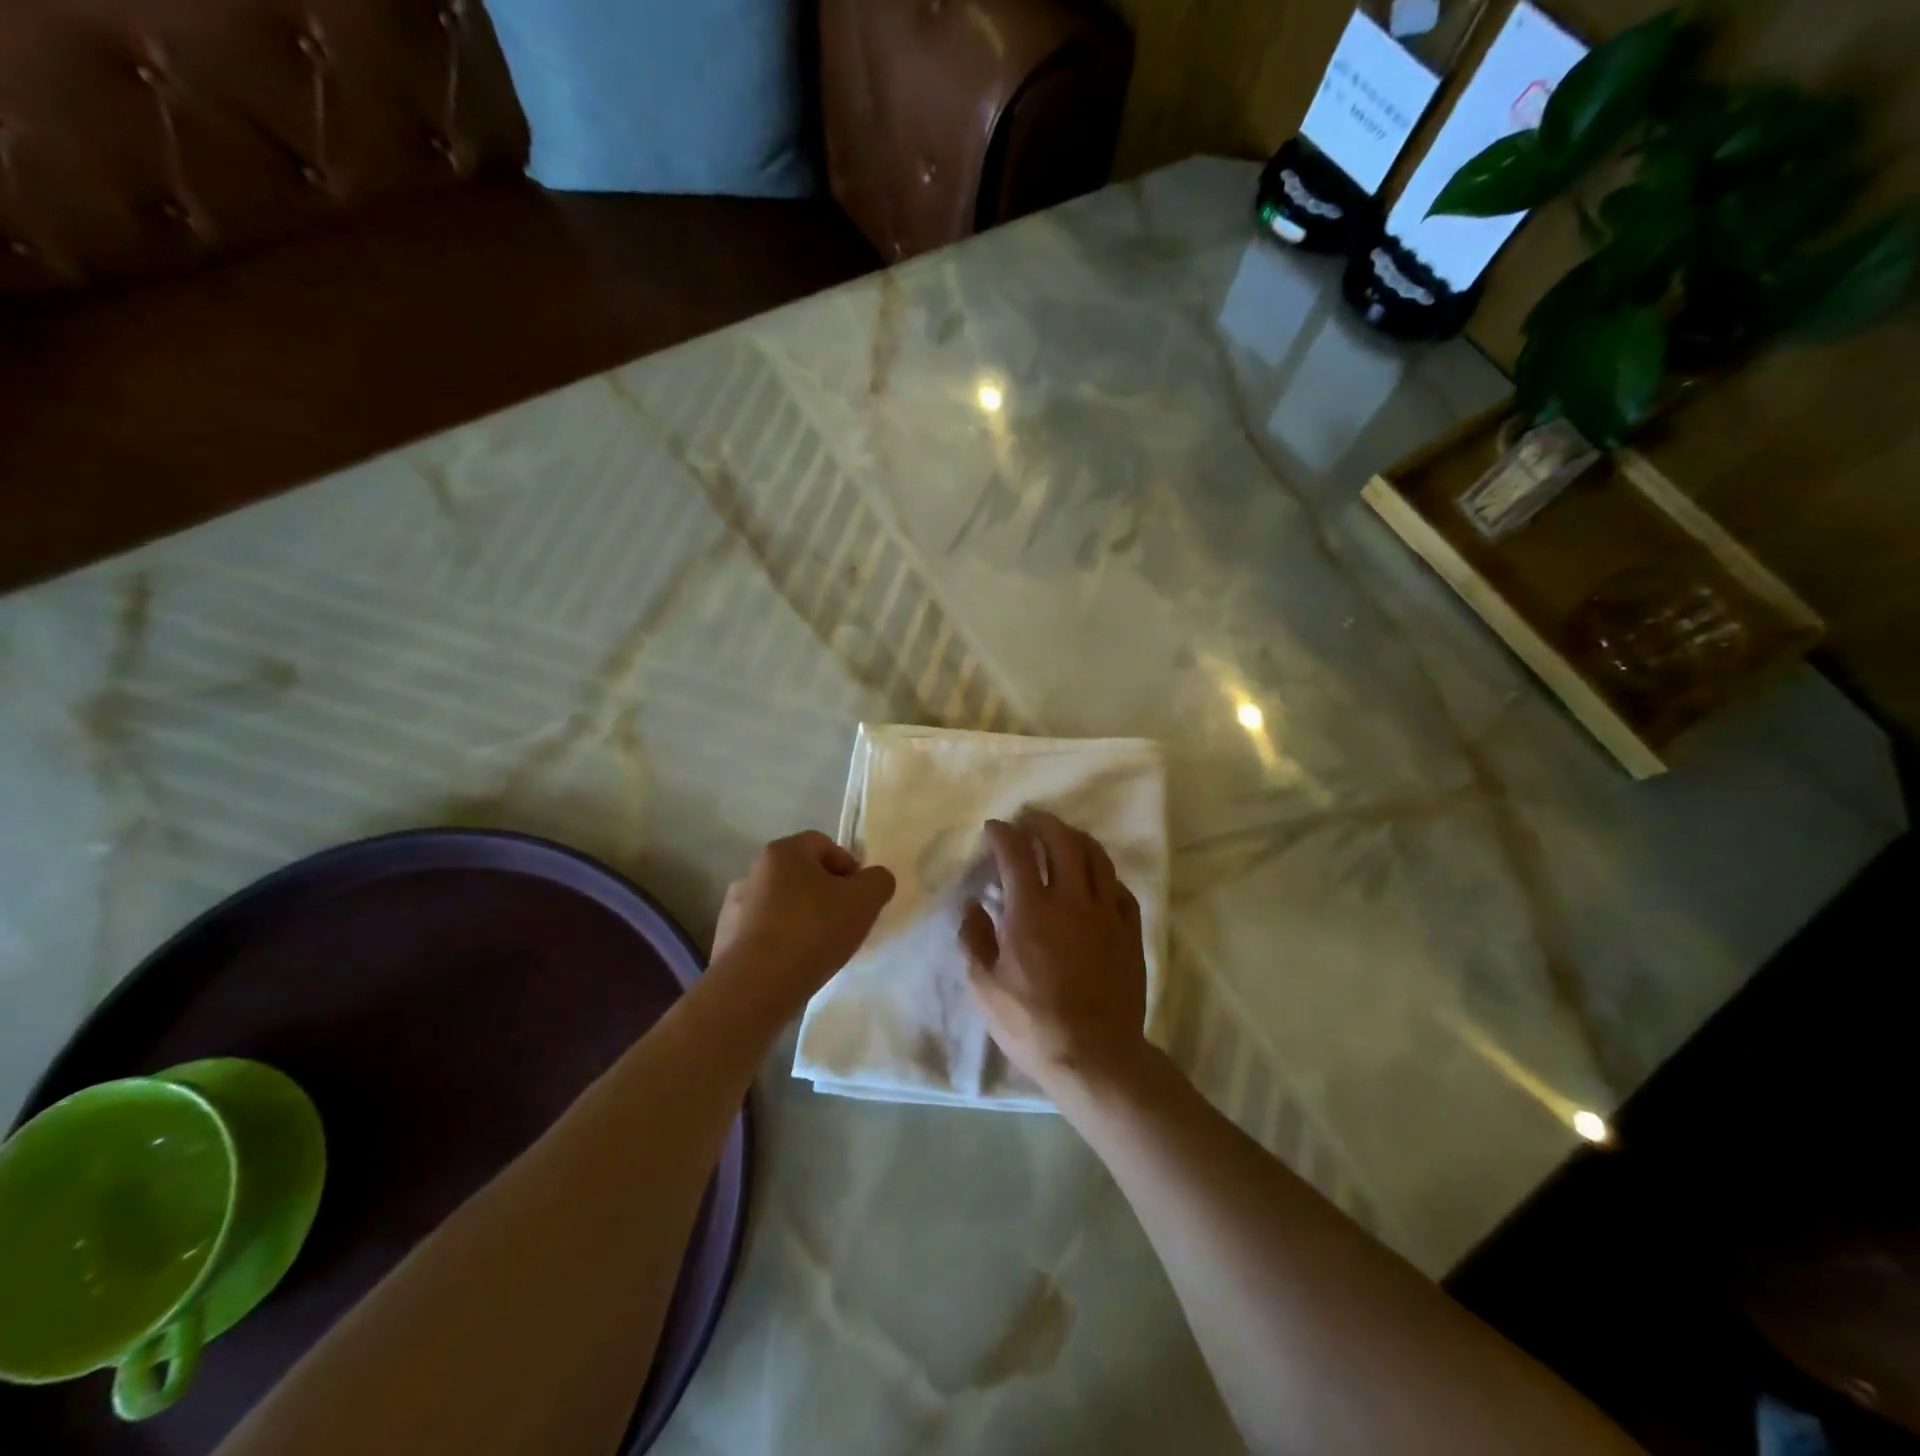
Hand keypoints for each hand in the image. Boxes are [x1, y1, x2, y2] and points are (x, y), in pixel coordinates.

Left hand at [710, 831, 895, 1018]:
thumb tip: (874, 880)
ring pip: (781, 904)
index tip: (859, 898)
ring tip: (819, 948)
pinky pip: (763, 932)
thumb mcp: (865, 900)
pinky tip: (794, 964)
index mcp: (783, 852)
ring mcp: (734, 906)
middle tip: (844, 923)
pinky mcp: (725, 940)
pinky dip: (781, 942)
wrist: (755, 986)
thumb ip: (878, 881)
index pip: (824, 844)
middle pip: (802, 874)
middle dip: (826, 894)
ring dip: (802, 919)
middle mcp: (754, 871)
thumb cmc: (813, 930)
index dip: (849, 867)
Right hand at [960, 812, 1148, 1093]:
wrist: (1095, 1057)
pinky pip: (1120, 889)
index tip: (994, 829)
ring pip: (1097, 857)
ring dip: (1076, 839)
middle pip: (1062, 841)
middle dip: (1042, 823)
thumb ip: (974, 940)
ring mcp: (1107, 914)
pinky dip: (1104, 875)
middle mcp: (1072, 900)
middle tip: (1029, 822)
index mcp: (1031, 910)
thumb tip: (973, 908)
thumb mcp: (984, 988)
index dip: (1002, 833)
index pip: (1015, 853)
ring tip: (1063, 838)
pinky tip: (1097, 880)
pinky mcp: (1130, 932)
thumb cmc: (1032, 1024)